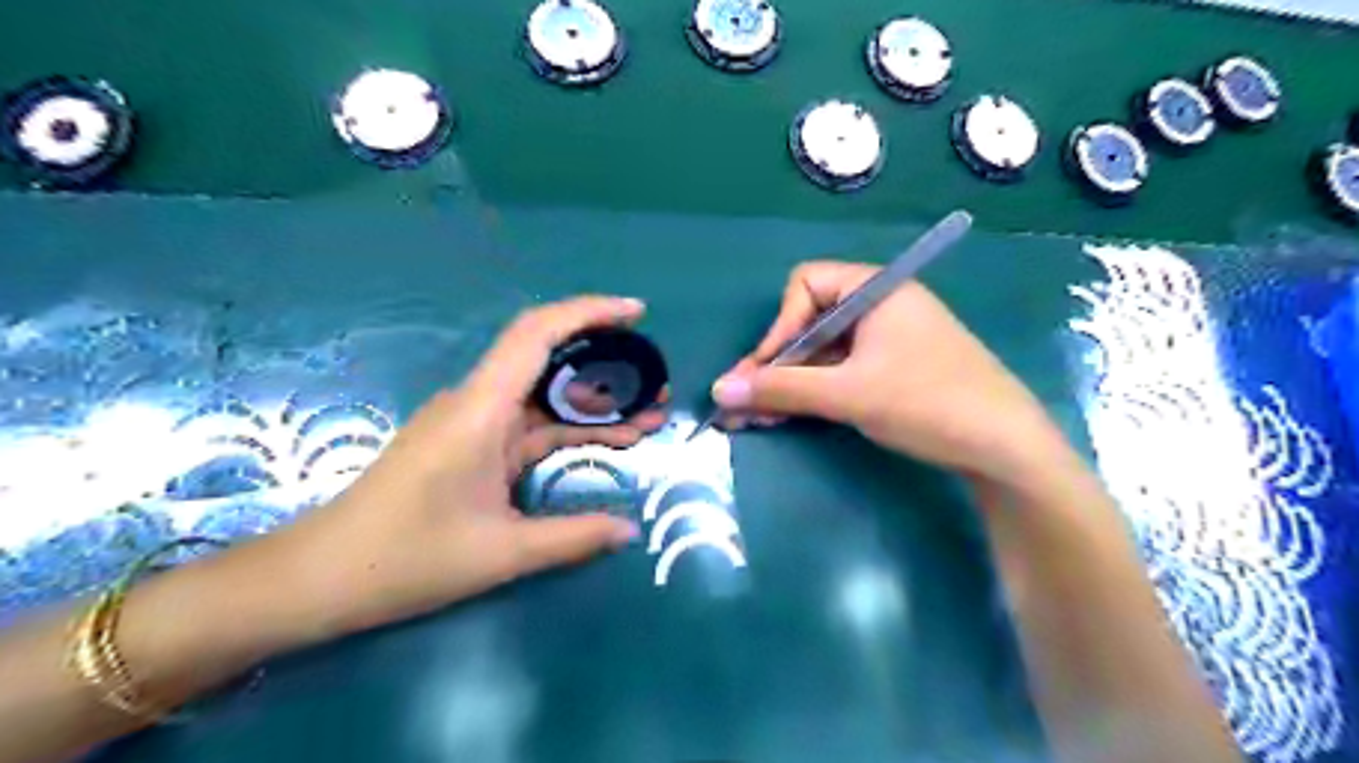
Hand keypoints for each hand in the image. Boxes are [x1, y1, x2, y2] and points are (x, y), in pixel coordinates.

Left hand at [272, 295, 665, 634]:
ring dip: (595, 404)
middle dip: (608, 366)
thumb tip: (631, 530)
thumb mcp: (500, 554)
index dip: (589, 312)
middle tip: (657, 384)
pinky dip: (571, 429)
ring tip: (648, 417)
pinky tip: (607, 441)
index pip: (537, 334)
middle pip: (549, 360)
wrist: (320, 578)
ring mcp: (474, 423)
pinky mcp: (472, 444)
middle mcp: (478, 403)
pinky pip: (531, 425)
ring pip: (545, 397)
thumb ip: (573, 538)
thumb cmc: (403, 560)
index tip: (636, 314)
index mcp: (480, 411)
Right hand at [713, 264, 1073, 486]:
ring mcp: (888, 338)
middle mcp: (880, 305)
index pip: (805, 286)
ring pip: (822, 351)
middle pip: (810, 321)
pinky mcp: (894, 367)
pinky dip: (814, 390)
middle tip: (747, 404)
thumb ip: (781, 389)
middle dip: (776, 363)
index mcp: (876, 289)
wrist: (1006, 448)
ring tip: (759, 419)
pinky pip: (840, 369)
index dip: (779, 327)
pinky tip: (791, 416)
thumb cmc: (927, 403)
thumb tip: (718, 391)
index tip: (764, 371)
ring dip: (789, 382)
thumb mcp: (847, 394)